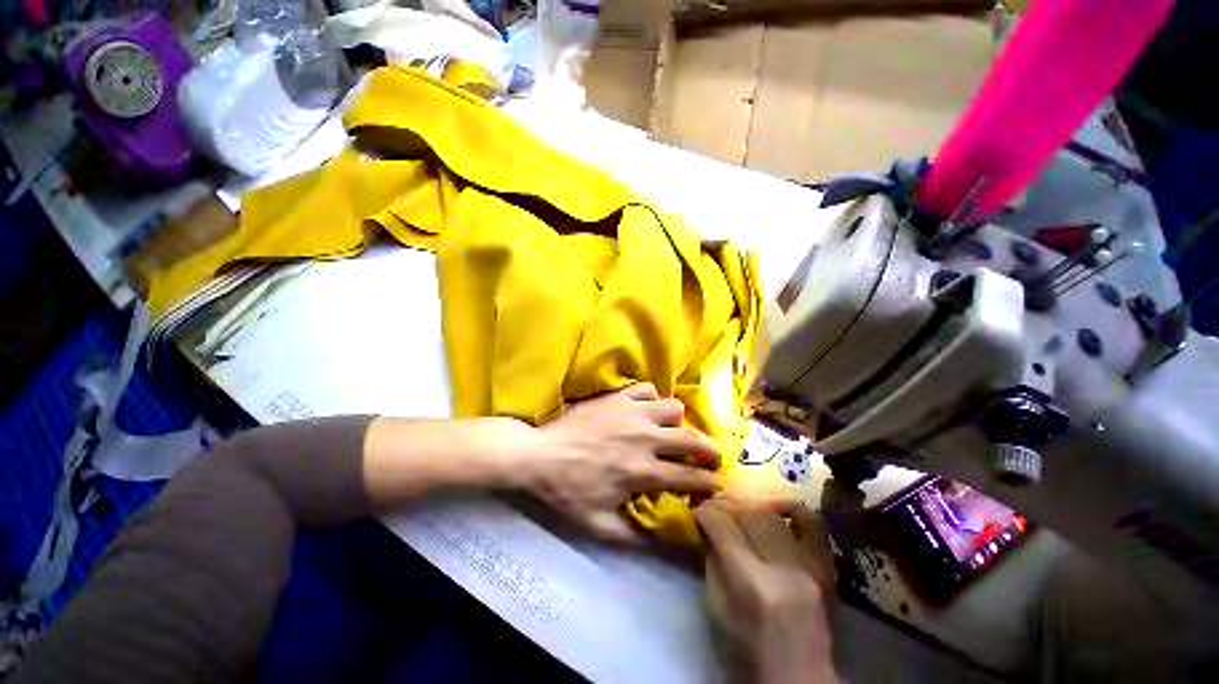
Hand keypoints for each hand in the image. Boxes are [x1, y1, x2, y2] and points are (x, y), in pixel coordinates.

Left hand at [520, 383, 722, 542]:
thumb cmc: (567, 491)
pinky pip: (647, 389)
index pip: (690, 477)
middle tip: (709, 456)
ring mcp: (632, 413)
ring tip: (668, 429)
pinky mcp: (618, 396)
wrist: (539, 455)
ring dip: (677, 421)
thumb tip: (664, 538)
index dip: (710, 483)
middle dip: (709, 450)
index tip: (716, 484)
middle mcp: (645, 438)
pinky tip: (644, 409)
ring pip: (674, 407)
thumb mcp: (599, 526)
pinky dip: (652, 399)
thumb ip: (635, 536)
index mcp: (642, 472)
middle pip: (693, 439)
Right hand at [695, 498, 836, 683]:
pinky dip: (790, 507)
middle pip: (748, 514)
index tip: (697, 510)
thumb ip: (711, 560)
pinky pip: (811, 522)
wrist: (799, 678)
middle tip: (712, 505)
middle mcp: (783, 568)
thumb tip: (706, 525)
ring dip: (747, 505)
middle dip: (724, 504)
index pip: (723, 527)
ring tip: (735, 507)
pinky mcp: (825, 567)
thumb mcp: (717, 607)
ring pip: (772, 514)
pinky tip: (773, 506)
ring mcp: (809, 566)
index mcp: (752, 584)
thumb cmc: (748, 650)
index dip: (706, 512)